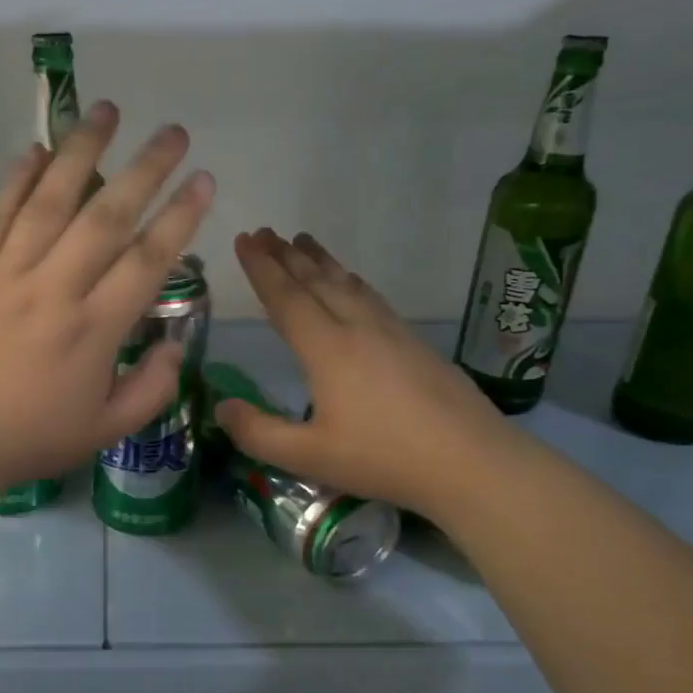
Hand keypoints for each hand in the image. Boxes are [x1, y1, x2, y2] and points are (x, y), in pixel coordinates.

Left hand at [0, 102, 214, 489]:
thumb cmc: (26, 438)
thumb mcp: (104, 431)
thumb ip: (151, 389)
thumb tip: (174, 344)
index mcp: (93, 330)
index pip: (147, 261)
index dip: (180, 218)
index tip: (203, 180)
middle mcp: (54, 289)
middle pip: (106, 217)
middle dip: (146, 170)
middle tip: (174, 131)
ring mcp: (7, 273)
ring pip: (50, 201)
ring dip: (82, 152)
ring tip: (107, 110)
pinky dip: (18, 179)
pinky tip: (36, 149)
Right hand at [213, 229, 515, 520]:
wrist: (471, 461)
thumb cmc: (384, 458)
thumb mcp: (309, 457)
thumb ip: (258, 433)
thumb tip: (221, 407)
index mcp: (327, 349)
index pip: (286, 297)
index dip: (261, 268)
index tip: (244, 239)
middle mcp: (357, 328)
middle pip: (316, 281)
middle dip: (285, 255)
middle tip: (263, 232)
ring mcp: (391, 331)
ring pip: (347, 283)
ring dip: (320, 260)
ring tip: (302, 241)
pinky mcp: (415, 342)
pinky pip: (371, 295)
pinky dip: (350, 279)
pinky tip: (352, 282)